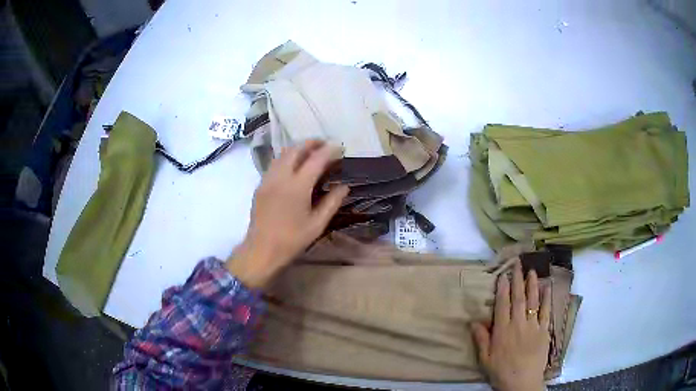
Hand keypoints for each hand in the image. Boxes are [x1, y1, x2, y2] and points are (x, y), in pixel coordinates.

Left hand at [227, 140, 348, 288]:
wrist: (261, 249)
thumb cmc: (292, 240)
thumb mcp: (317, 224)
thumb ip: (332, 202)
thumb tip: (344, 186)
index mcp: (298, 186)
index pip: (316, 159)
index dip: (329, 150)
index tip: (340, 147)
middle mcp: (281, 177)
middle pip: (296, 149)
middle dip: (311, 143)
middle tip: (325, 144)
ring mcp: (268, 179)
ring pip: (282, 154)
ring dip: (298, 148)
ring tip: (310, 152)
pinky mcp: (260, 185)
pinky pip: (274, 163)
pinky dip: (287, 158)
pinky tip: (293, 166)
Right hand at [471, 261, 550, 390]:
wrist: (522, 383)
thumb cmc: (501, 372)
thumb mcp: (485, 359)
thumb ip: (481, 339)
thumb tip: (474, 321)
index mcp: (502, 331)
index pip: (502, 305)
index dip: (502, 289)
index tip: (502, 275)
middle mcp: (518, 324)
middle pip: (518, 299)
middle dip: (517, 280)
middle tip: (518, 264)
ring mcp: (533, 326)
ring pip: (532, 301)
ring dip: (532, 285)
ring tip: (532, 270)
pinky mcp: (544, 331)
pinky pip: (546, 312)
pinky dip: (547, 299)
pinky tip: (547, 287)